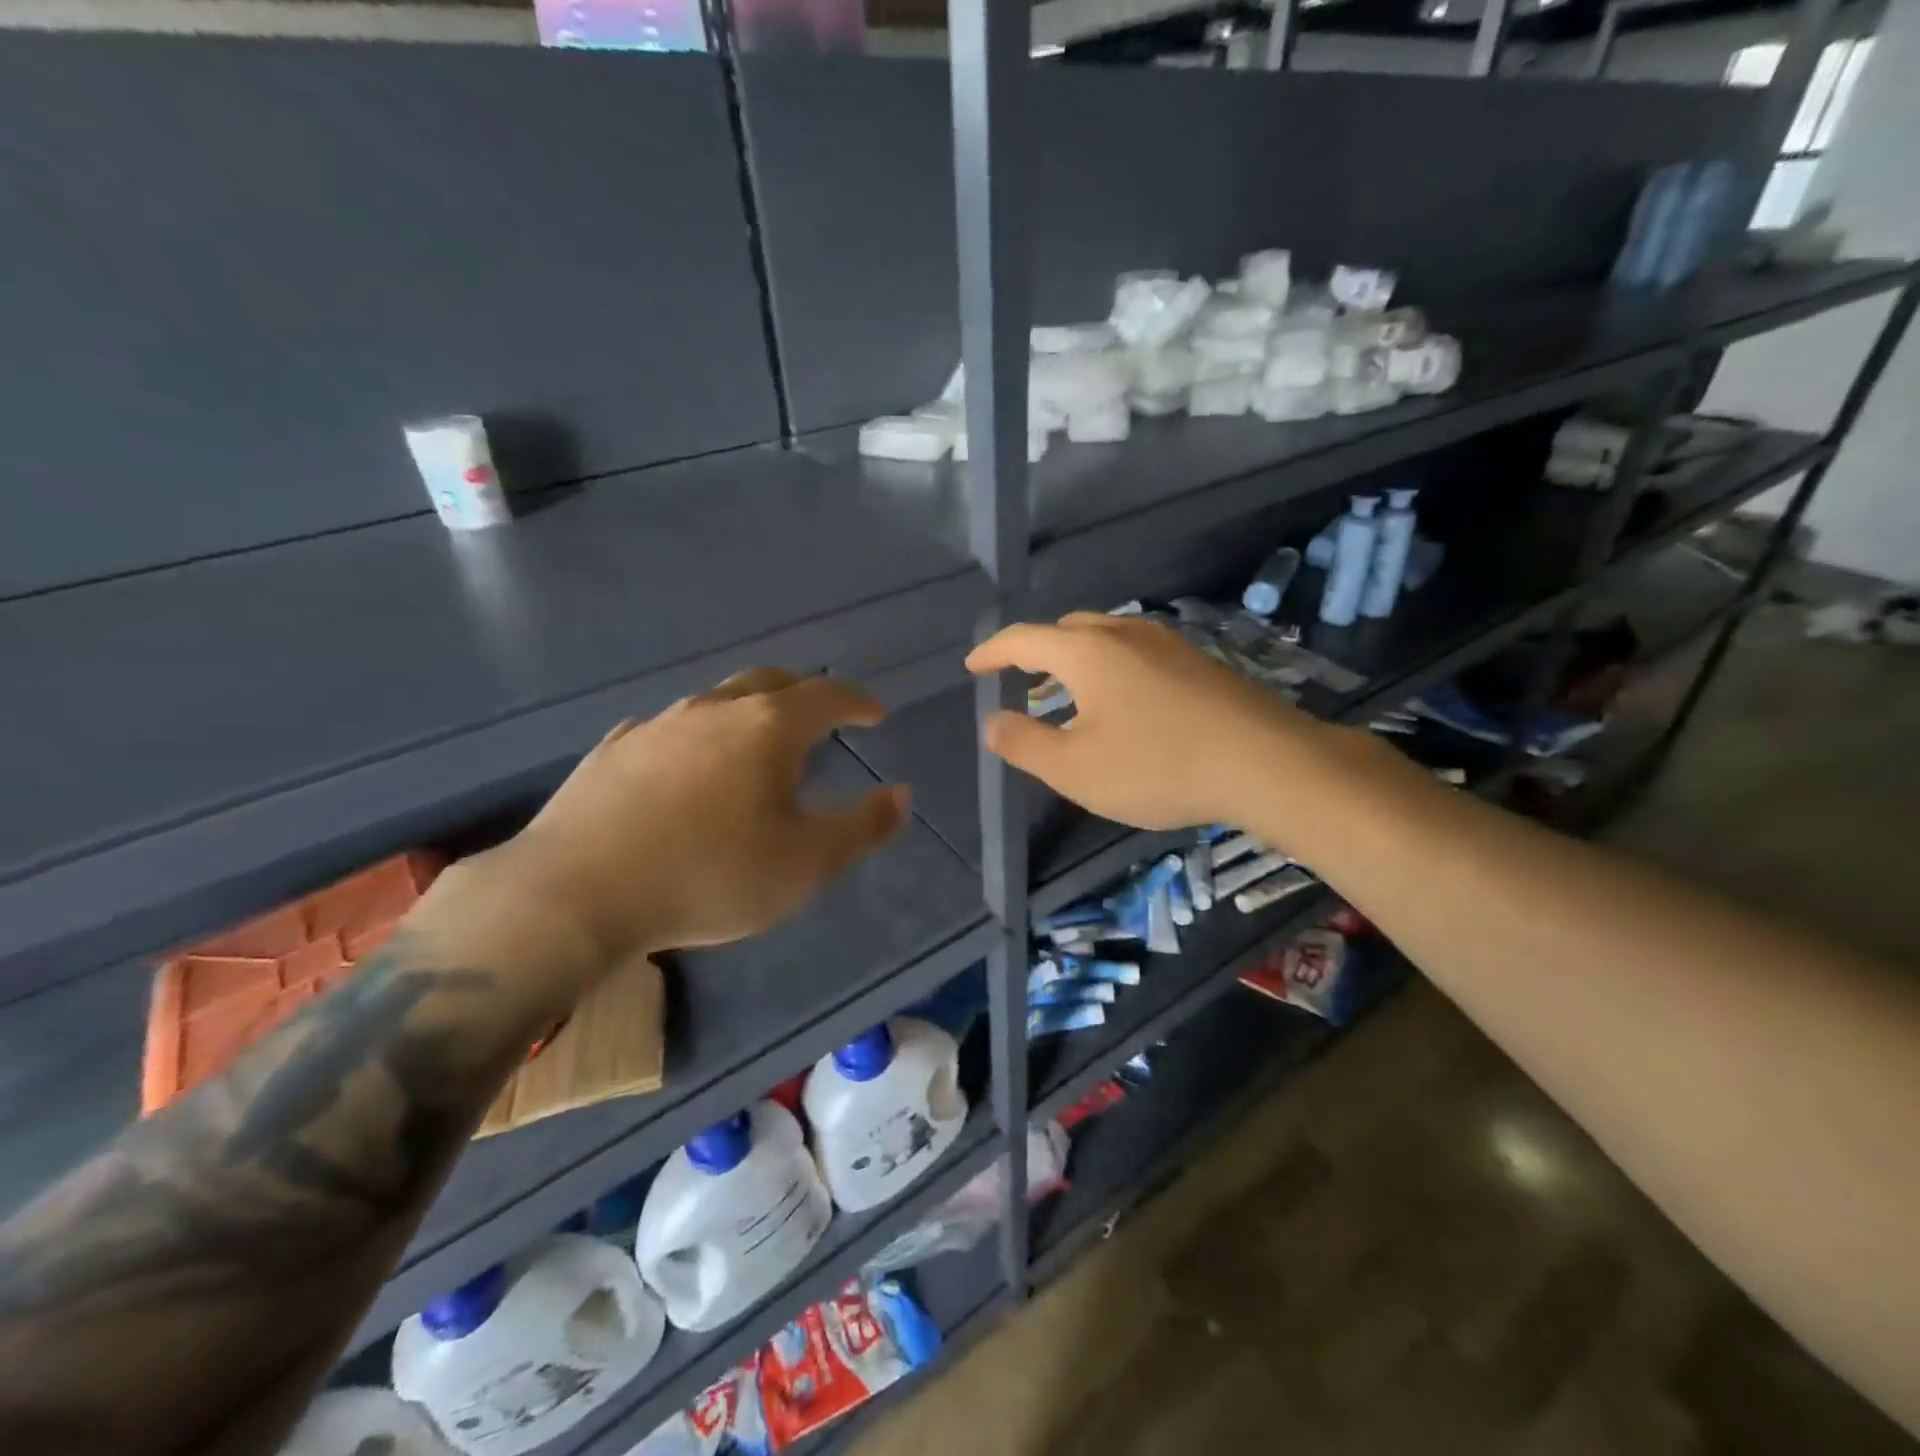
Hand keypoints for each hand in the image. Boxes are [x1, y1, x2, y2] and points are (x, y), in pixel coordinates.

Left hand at [443, 669, 909, 976]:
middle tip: (821, 716)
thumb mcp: (806, 863)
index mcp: (767, 727)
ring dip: (747, 714)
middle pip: (769, 682)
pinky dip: (696, 739)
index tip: (875, 712)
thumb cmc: (709, 875)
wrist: (575, 894)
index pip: (826, 695)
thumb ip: (862, 827)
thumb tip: (900, 795)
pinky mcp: (611, 751)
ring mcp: (656, 726)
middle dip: (803, 694)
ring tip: (756, 746)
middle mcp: (713, 711)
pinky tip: (687, 768)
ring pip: (715, 702)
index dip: (857, 700)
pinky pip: (669, 731)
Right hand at [966, 613, 1327, 830]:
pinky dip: (1109, 668)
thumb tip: (992, 722)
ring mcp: (1167, 643)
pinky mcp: (1198, 661)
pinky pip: (1135, 652)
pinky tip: (1120, 703)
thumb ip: (1025, 743)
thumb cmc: (1159, 766)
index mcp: (1087, 652)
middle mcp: (1125, 633)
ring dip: (1074, 660)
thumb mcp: (1076, 769)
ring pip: (1105, 638)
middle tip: (1019, 680)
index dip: (992, 651)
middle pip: (1066, 630)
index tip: (972, 666)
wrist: (1266, 763)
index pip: (1024, 639)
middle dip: (1035, 651)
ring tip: (1064, 693)